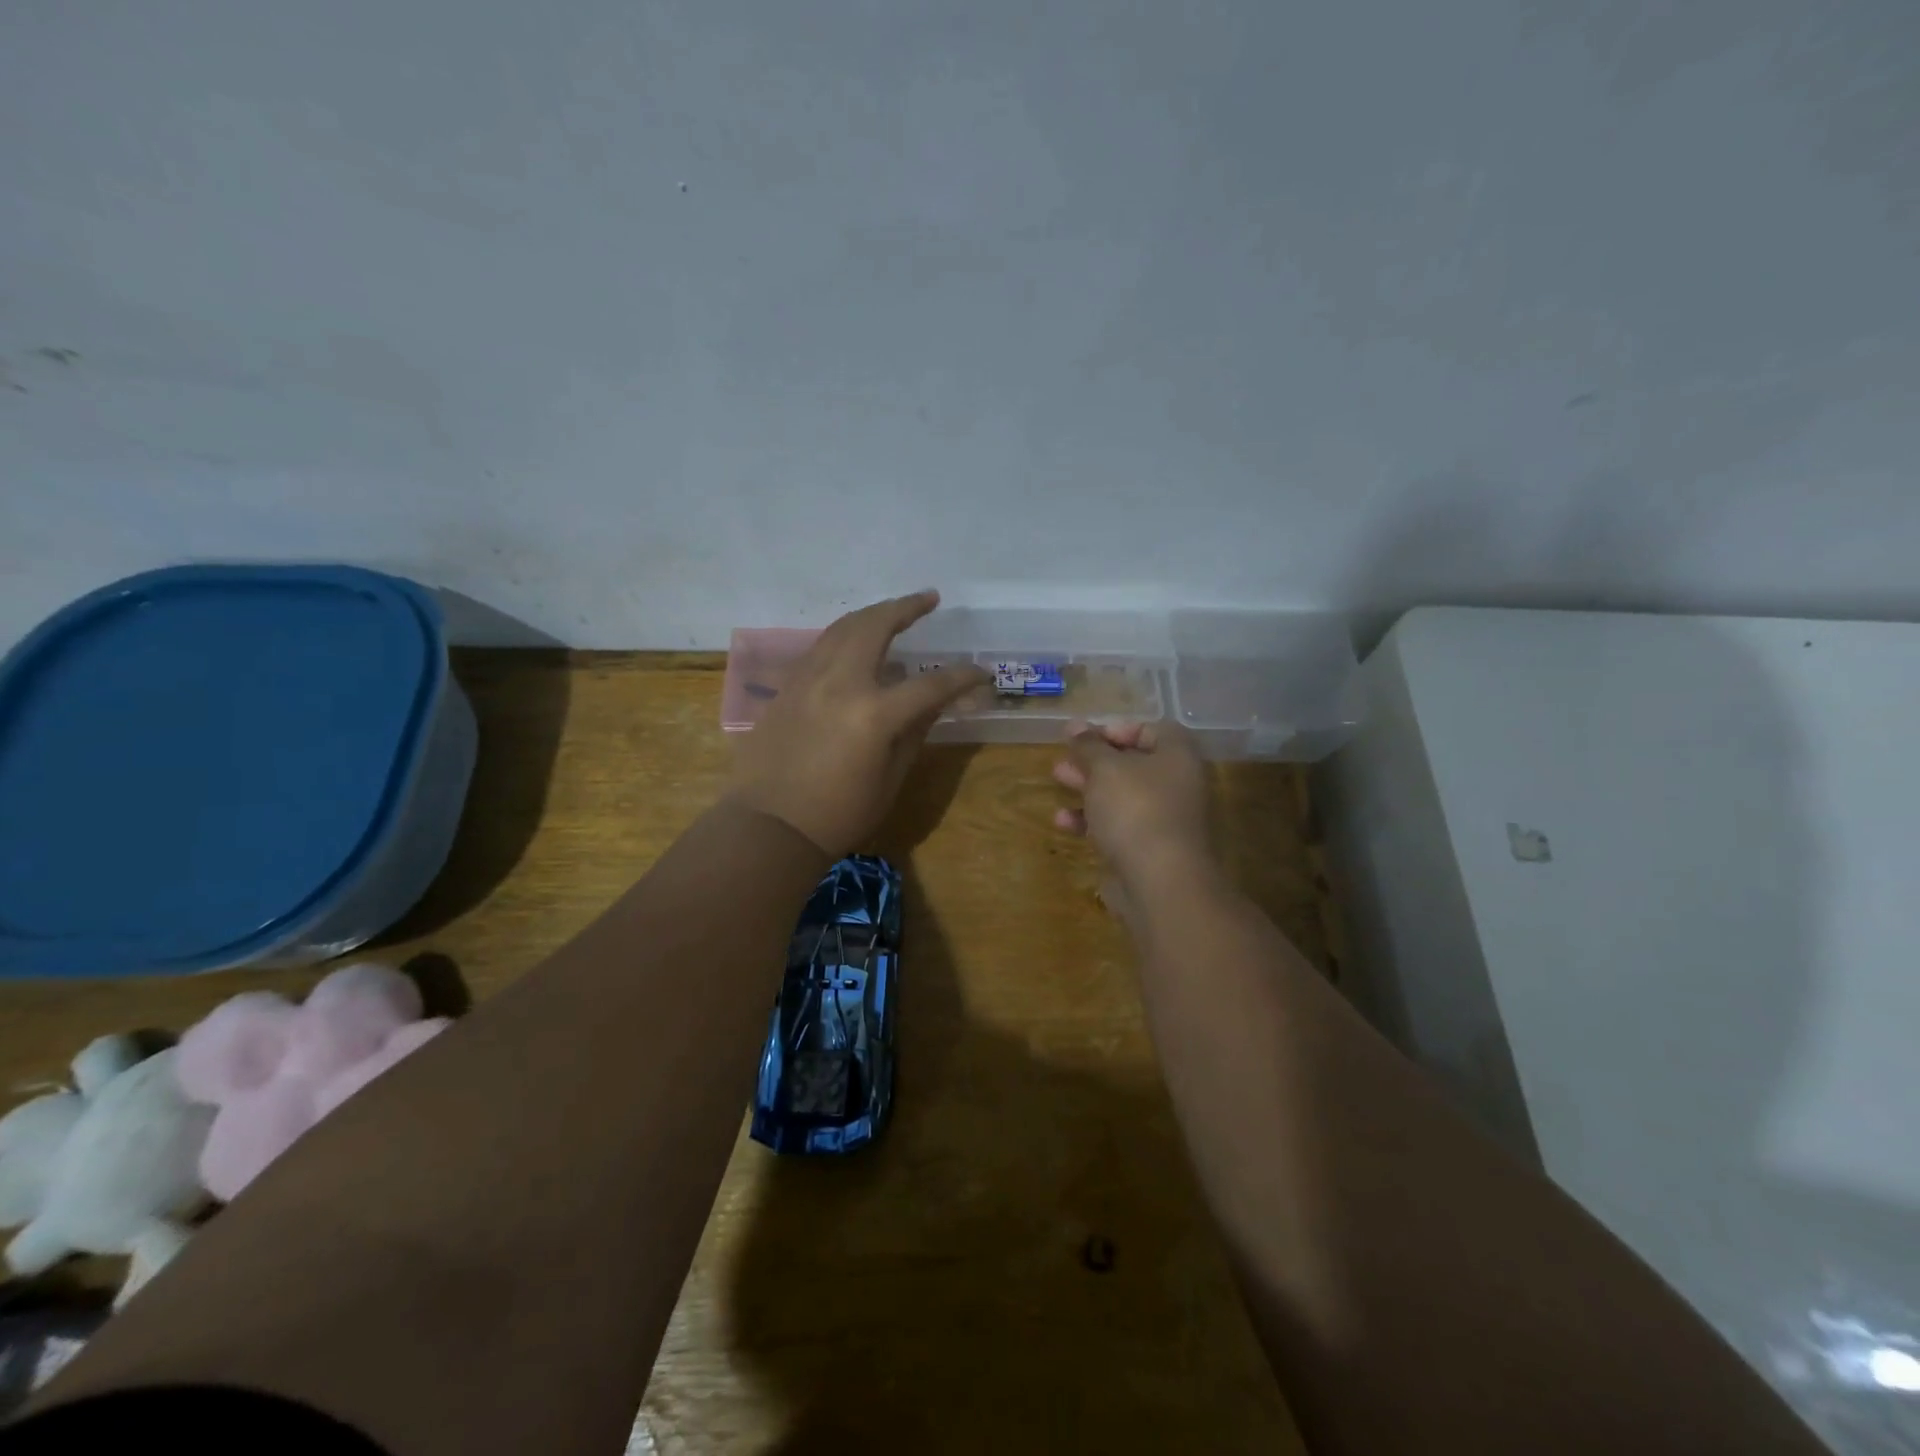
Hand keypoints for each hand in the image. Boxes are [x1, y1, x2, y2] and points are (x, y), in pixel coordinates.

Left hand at [728, 591, 987, 856]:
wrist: (769, 826)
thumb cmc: (838, 814)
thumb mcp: (889, 780)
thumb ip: (914, 733)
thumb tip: (933, 703)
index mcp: (874, 714)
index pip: (930, 684)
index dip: (961, 676)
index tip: (980, 672)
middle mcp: (840, 683)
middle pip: (875, 626)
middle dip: (906, 607)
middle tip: (928, 599)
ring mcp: (808, 680)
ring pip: (842, 628)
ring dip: (872, 614)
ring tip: (894, 611)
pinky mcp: (788, 686)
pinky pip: (821, 647)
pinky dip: (845, 635)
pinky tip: (856, 642)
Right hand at [1052, 720, 1217, 906]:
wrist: (1159, 882)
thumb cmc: (1136, 809)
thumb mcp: (1105, 768)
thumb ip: (1088, 745)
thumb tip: (1076, 726)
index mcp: (1177, 757)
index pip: (1151, 729)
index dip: (1117, 728)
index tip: (1085, 736)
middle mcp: (1175, 785)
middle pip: (1132, 763)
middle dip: (1094, 759)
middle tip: (1065, 756)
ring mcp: (1162, 820)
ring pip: (1121, 795)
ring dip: (1088, 786)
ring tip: (1057, 779)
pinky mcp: (1145, 850)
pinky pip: (1116, 826)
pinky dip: (1091, 820)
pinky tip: (1063, 821)